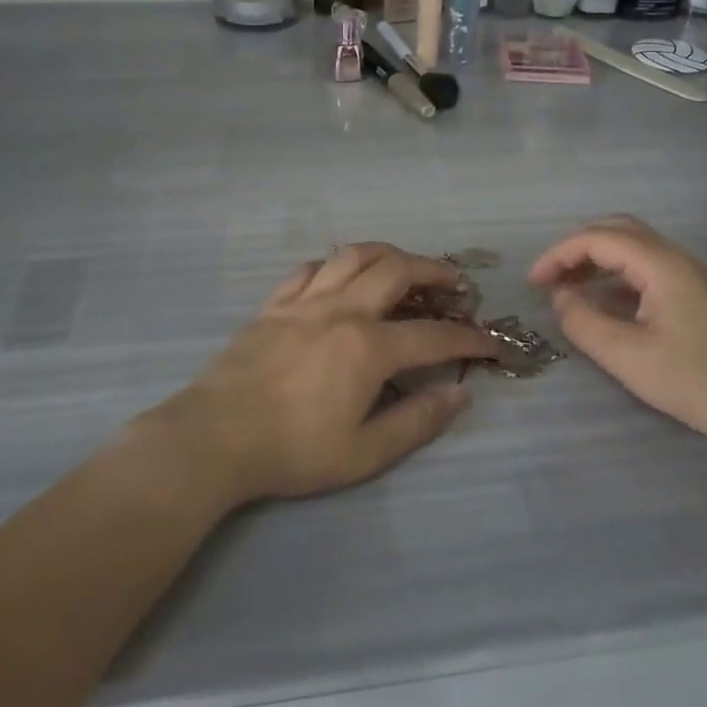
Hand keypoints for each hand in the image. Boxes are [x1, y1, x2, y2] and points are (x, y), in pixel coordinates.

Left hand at [153, 244, 497, 502]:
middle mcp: (343, 311)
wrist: (214, 438)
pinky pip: (310, 269)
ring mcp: (305, 302)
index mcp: (370, 348)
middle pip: (398, 271)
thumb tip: (460, 394)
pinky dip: (335, 265)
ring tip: (405, 265)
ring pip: (353, 256)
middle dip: (435, 272)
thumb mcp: (364, 453)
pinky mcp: (274, 305)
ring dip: (388, 254)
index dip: (470, 338)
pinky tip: (341, 276)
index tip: (492, 342)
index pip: (435, 336)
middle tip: (455, 283)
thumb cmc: (293, 450)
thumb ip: (417, 421)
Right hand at [529, 216, 706, 447]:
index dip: (559, 255)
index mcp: (660, 263)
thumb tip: (559, 298)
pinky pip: (644, 266)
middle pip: (616, 230)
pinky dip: (614, 273)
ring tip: (566, 286)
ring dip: (595, 259)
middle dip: (576, 248)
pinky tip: (600, 299)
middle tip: (548, 277)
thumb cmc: (689, 378)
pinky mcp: (692, 292)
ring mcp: (687, 273)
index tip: (532, 282)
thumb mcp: (624, 354)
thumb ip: (583, 321)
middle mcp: (675, 257)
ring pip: (631, 246)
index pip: (598, 239)